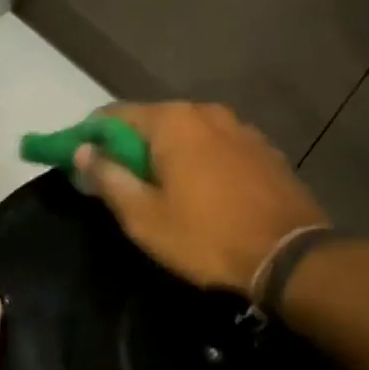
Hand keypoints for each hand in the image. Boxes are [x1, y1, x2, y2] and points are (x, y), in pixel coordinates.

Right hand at [74, 102, 329, 298]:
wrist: (290, 257)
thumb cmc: (206, 237)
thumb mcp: (144, 216)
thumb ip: (108, 177)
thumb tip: (83, 151)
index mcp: (172, 122)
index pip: (114, 115)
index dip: (90, 136)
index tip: (79, 160)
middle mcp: (206, 112)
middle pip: (152, 121)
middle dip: (129, 146)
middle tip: (117, 180)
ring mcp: (240, 128)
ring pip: (187, 133)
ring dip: (167, 153)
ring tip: (160, 187)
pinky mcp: (263, 149)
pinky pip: (217, 146)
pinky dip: (199, 160)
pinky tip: (201, 190)